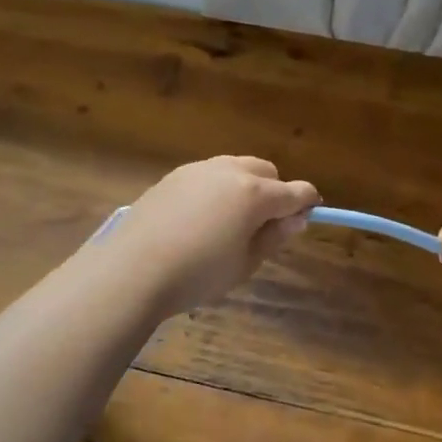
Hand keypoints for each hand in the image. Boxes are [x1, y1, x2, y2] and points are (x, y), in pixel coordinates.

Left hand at [102, 157, 320, 317]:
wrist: (133, 269)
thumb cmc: (198, 274)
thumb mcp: (245, 263)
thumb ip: (274, 237)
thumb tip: (296, 218)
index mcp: (254, 194)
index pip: (296, 191)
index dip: (308, 203)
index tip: (308, 216)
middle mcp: (230, 172)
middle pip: (266, 171)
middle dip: (275, 191)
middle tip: (265, 224)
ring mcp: (199, 170)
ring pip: (236, 167)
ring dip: (246, 186)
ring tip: (232, 220)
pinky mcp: (174, 176)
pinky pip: (209, 174)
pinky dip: (218, 188)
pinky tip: (202, 217)